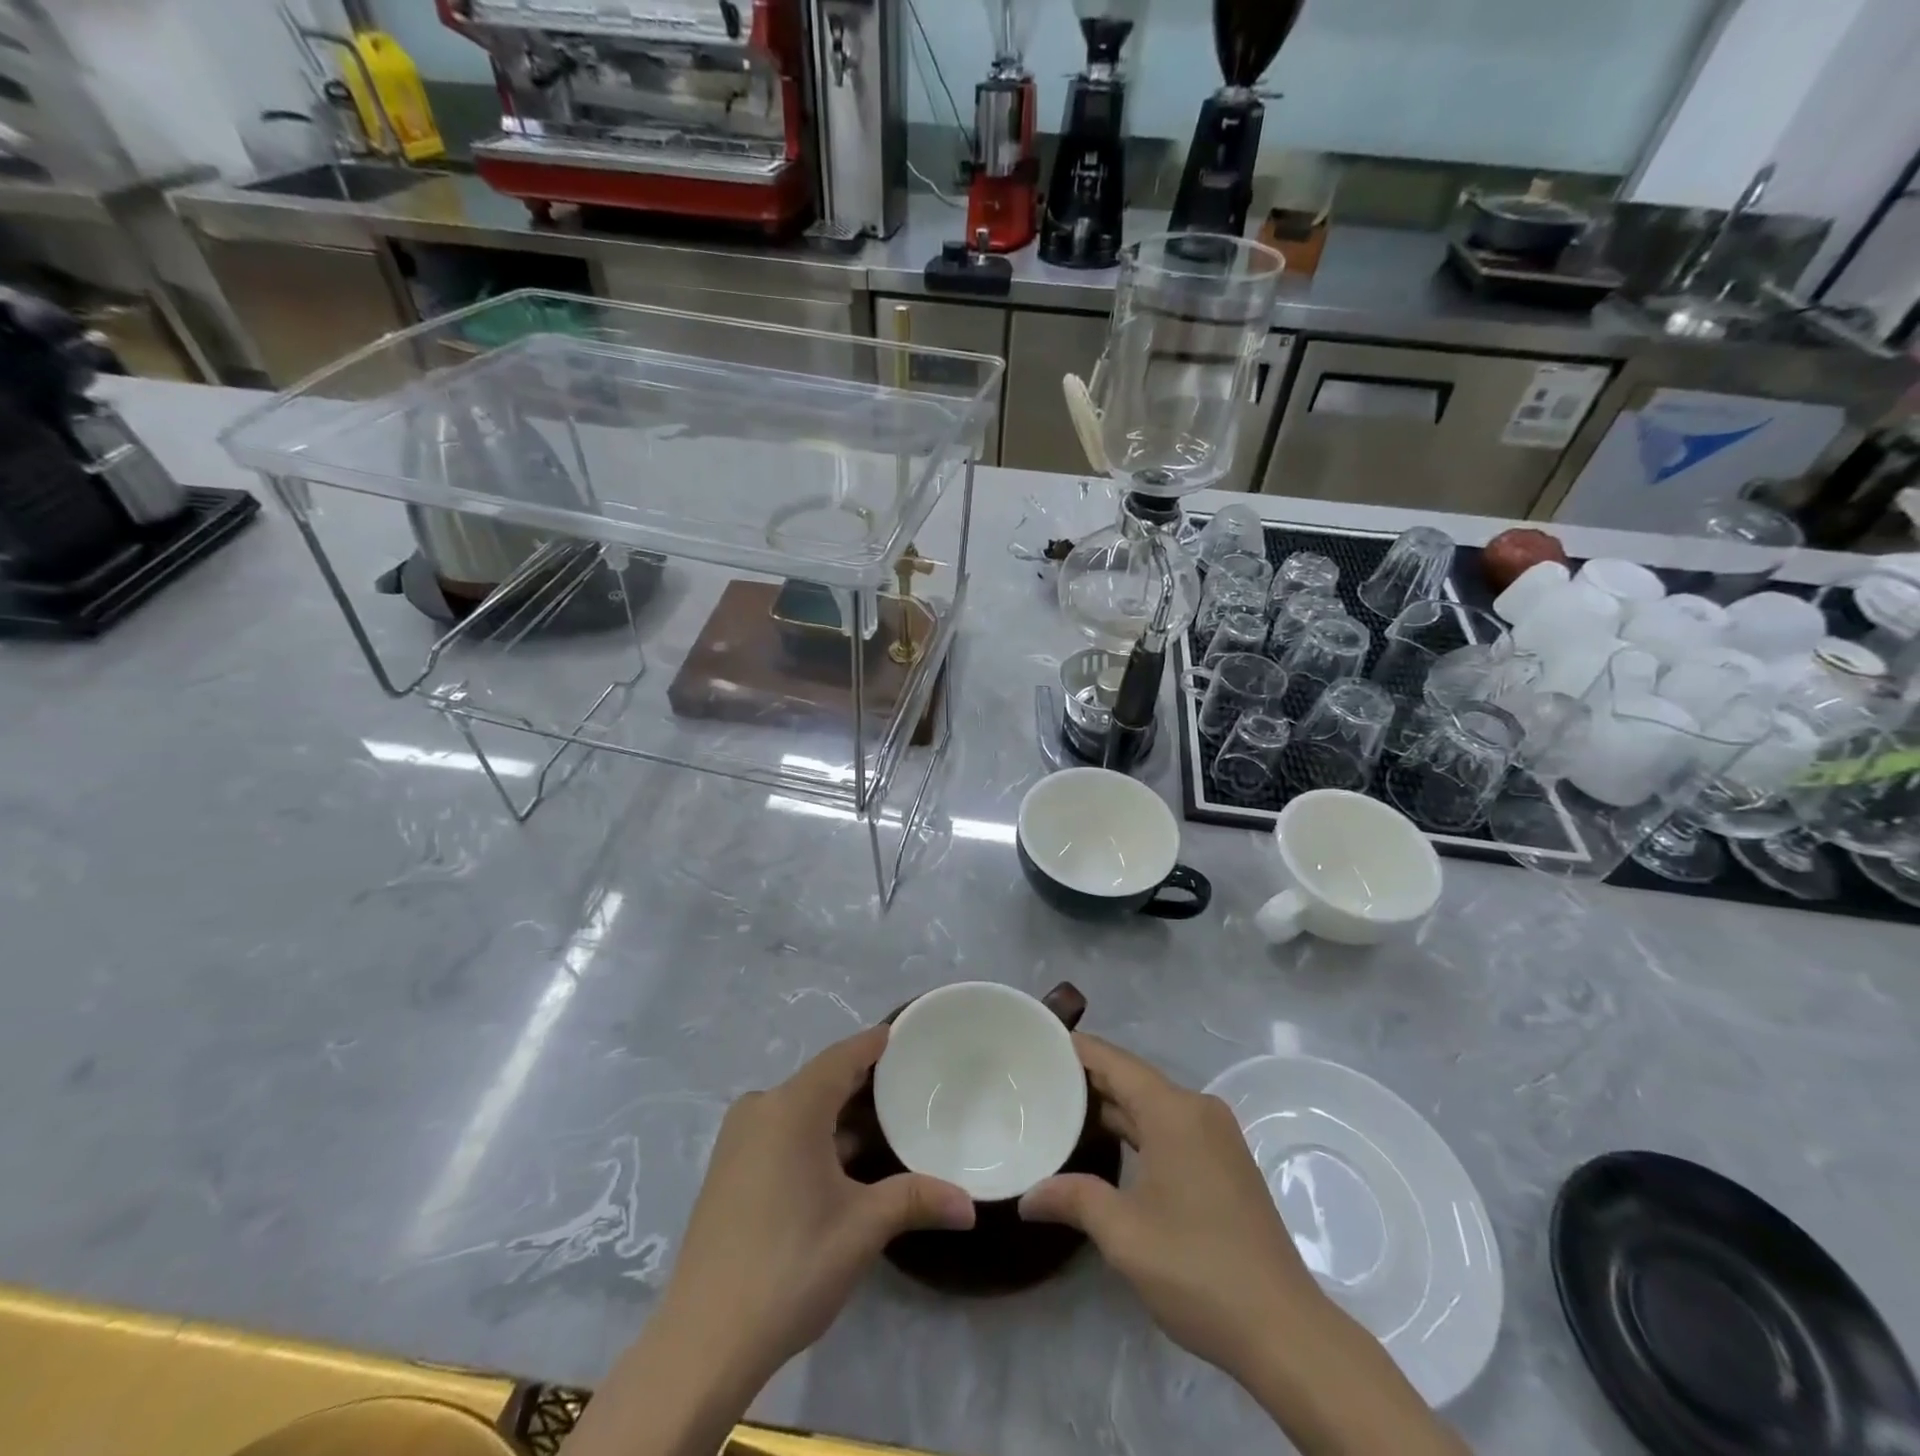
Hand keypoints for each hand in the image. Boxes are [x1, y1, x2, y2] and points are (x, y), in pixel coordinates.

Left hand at [564, 1028, 973, 1455]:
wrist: (703, 1342)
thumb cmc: (790, 1267)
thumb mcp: (862, 1229)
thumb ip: (916, 1200)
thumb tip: (970, 1205)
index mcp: (790, 1108)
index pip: (841, 1057)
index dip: (873, 1043)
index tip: (905, 1033)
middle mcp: (760, 1110)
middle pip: (821, 1080)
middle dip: (862, 1082)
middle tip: (907, 1082)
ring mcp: (738, 1140)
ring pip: (800, 1108)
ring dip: (839, 1113)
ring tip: (885, 1121)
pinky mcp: (728, 1170)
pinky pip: (781, 1130)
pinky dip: (814, 1134)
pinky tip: (842, 1160)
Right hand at [1020, 1035, 1468, 1455]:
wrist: (1284, 1329)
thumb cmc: (1197, 1267)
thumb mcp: (1123, 1234)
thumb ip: (1073, 1199)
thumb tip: (1027, 1196)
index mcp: (1174, 1110)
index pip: (1114, 1061)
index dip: (1075, 1049)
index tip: (1036, 1043)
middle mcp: (1197, 1110)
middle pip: (1133, 1079)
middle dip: (1087, 1078)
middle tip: (1037, 1080)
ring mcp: (1216, 1136)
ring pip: (1152, 1105)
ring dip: (1112, 1106)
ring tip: (1061, 1108)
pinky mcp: (1225, 1163)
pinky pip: (1170, 1127)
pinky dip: (1137, 1128)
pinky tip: (1108, 1145)